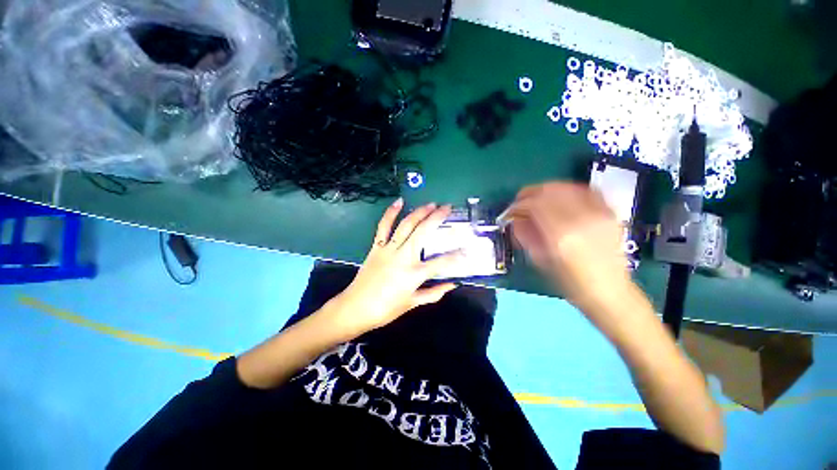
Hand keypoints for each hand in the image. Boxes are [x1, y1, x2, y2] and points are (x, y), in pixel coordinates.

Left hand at [331, 198, 463, 336]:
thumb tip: (452, 285)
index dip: (457, 256)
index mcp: (414, 274)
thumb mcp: (413, 303)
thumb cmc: (386, 309)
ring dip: (419, 212)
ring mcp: (389, 249)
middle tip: (447, 208)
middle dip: (437, 217)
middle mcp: (403, 256)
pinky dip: (390, 213)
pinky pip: (383, 226)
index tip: (467, 249)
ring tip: (431, 204)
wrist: (355, 308)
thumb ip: (434, 293)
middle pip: (423, 232)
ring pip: (406, 225)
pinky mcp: (376, 246)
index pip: (441, 262)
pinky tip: (399, 202)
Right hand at [507, 182, 630, 313]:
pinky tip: (560, 198)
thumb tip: (515, 218)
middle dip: (530, 193)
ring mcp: (599, 213)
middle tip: (521, 202)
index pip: (535, 204)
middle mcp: (582, 219)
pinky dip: (567, 190)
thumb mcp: (539, 260)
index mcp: (561, 235)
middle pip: (550, 191)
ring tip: (537, 199)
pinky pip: (585, 190)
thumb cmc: (569, 282)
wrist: (608, 290)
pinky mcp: (610, 212)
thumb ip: (524, 234)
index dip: (518, 204)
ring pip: (566, 187)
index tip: (510, 211)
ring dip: (546, 190)